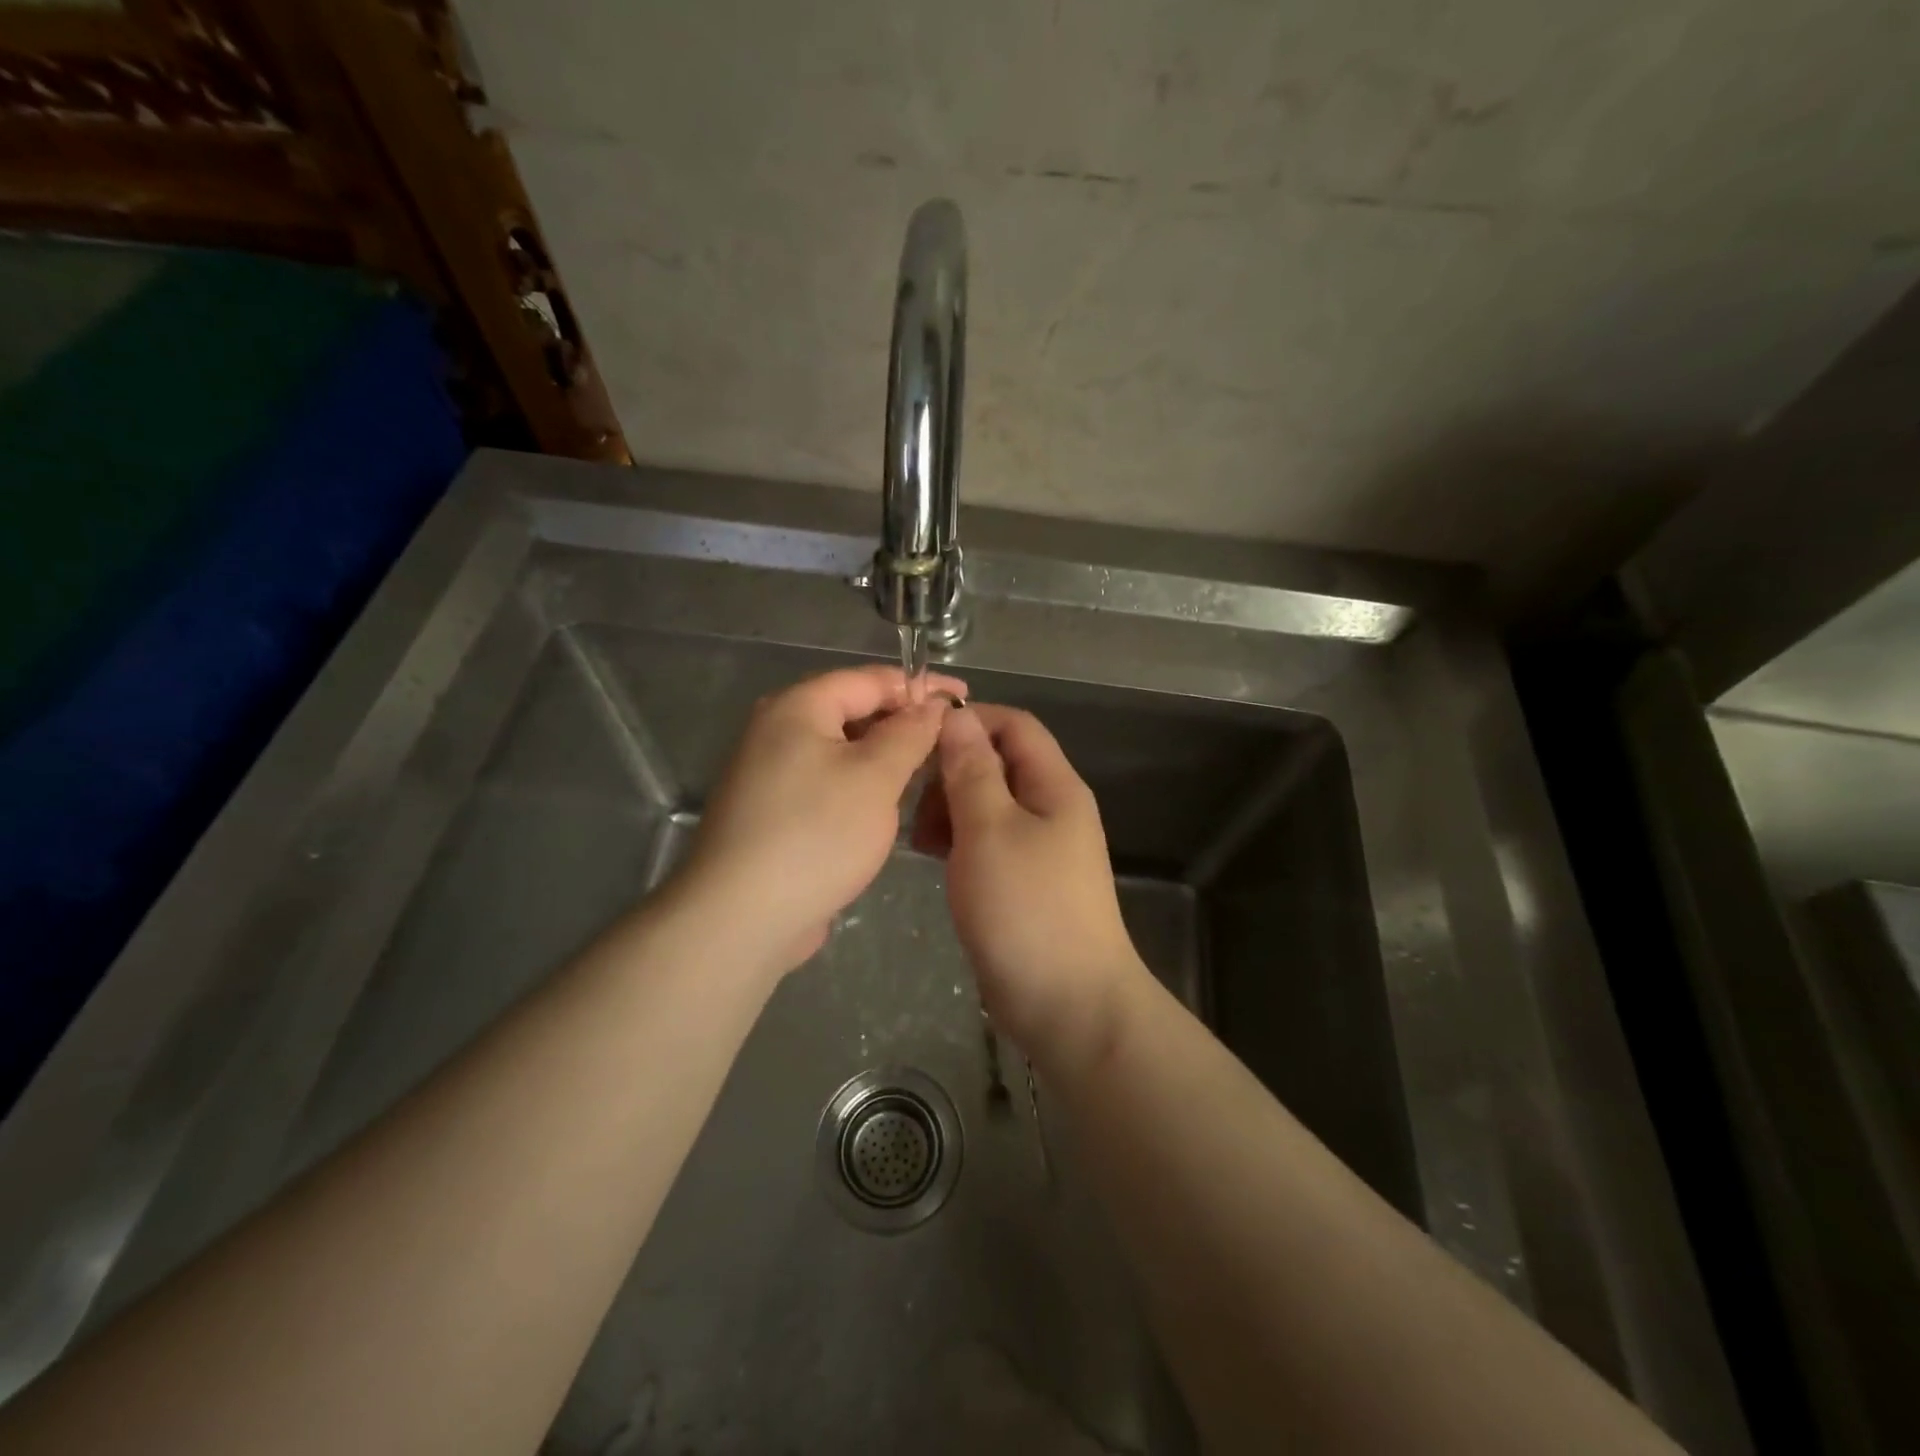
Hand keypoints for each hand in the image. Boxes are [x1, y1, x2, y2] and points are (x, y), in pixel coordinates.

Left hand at [671, 665, 964, 975]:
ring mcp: (770, 773)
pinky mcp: (773, 811)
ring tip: (929, 770)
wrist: (742, 917)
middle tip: (951, 740)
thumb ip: (909, 733)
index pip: (869, 679)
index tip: (963, 697)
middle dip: (903, 721)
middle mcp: (777, 730)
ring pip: (841, 750)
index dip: (920, 685)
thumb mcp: (876, 777)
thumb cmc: (816, 834)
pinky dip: (861, 784)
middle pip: (852, 710)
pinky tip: (888, 804)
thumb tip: (931, 705)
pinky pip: (827, 781)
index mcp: (797, 707)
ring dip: (884, 756)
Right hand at [912, 704, 1145, 1063]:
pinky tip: (931, 857)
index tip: (919, 739)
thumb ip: (972, 771)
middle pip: (998, 764)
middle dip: (952, 770)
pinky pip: (986, 842)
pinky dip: (957, 840)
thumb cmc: (1028, 909)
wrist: (1068, 1005)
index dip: (969, 720)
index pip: (1014, 726)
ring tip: (917, 836)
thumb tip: (956, 717)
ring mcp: (1038, 848)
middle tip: (911, 799)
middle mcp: (1050, 809)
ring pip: (987, 804)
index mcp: (1054, 786)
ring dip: (949, 808)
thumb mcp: (990, 830)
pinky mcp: (1022, 881)